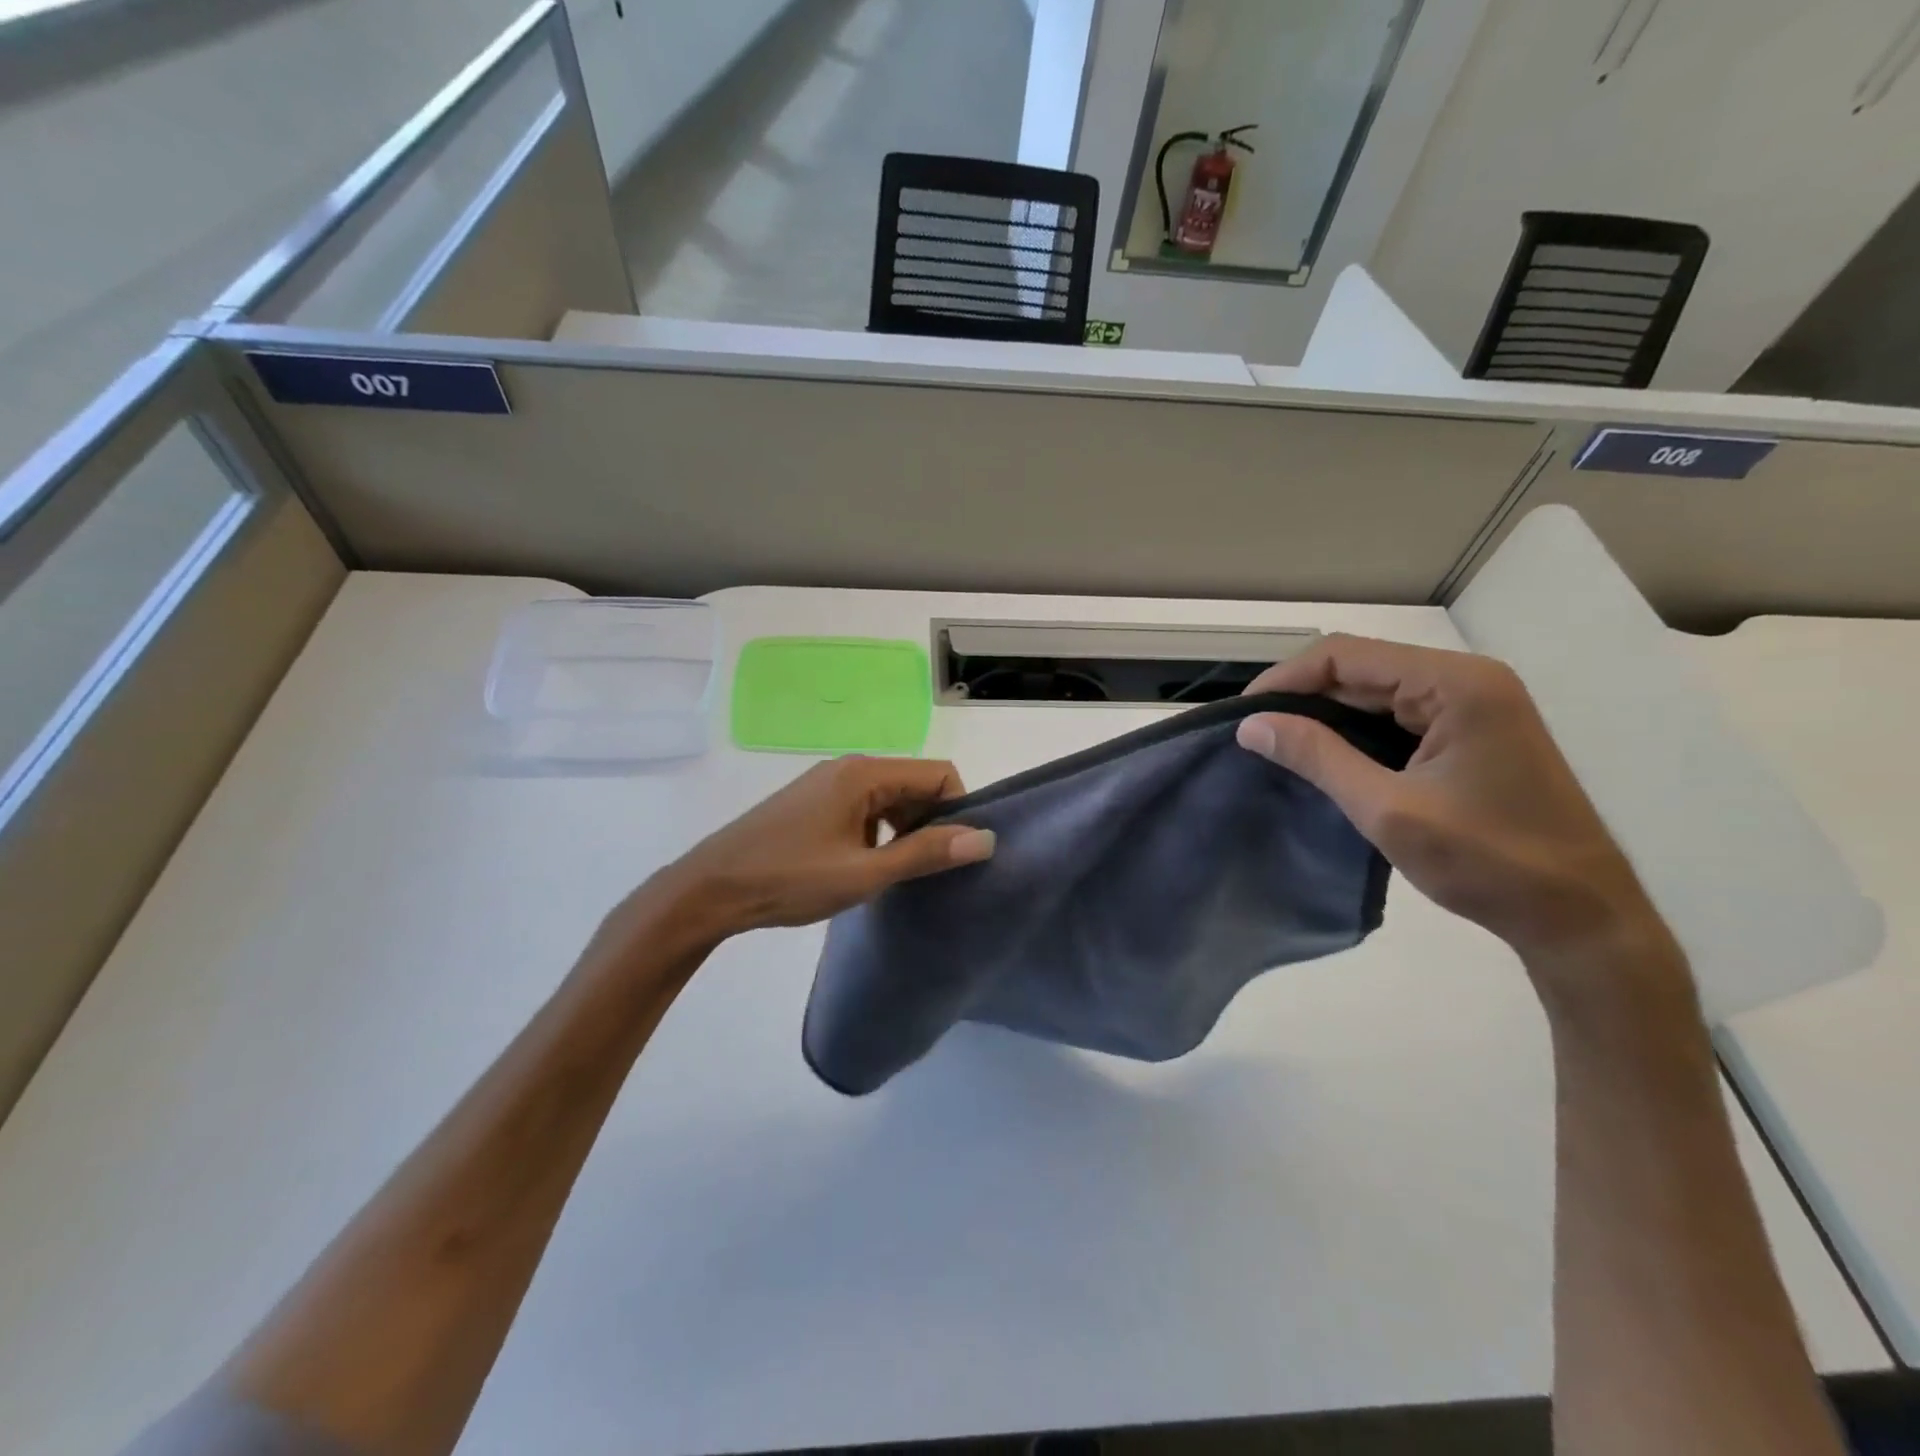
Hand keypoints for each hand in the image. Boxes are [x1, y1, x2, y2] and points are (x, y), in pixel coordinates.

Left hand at [649, 757, 995, 941]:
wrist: (710, 889)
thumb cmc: (790, 879)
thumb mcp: (865, 873)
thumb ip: (926, 854)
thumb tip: (984, 838)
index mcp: (865, 774)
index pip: (939, 774)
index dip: (957, 810)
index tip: (952, 854)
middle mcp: (849, 767)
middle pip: (915, 783)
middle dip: (930, 822)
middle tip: (924, 870)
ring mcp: (827, 783)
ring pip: (889, 798)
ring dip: (903, 830)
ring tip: (893, 874)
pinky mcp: (812, 802)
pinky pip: (864, 807)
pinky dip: (877, 832)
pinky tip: (863, 867)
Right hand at [1235, 635, 1679, 1003]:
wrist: (1581, 917)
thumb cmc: (1488, 861)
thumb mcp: (1388, 809)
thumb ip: (1317, 757)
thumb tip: (1251, 724)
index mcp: (1455, 684)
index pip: (1346, 655)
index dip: (1286, 679)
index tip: (1243, 717)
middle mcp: (1468, 680)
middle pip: (1362, 668)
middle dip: (1303, 697)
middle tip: (1256, 736)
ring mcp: (1476, 705)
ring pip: (1378, 692)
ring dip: (1328, 716)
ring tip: (1280, 747)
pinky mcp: (1475, 733)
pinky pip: (1400, 716)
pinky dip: (1358, 732)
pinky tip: (1328, 758)